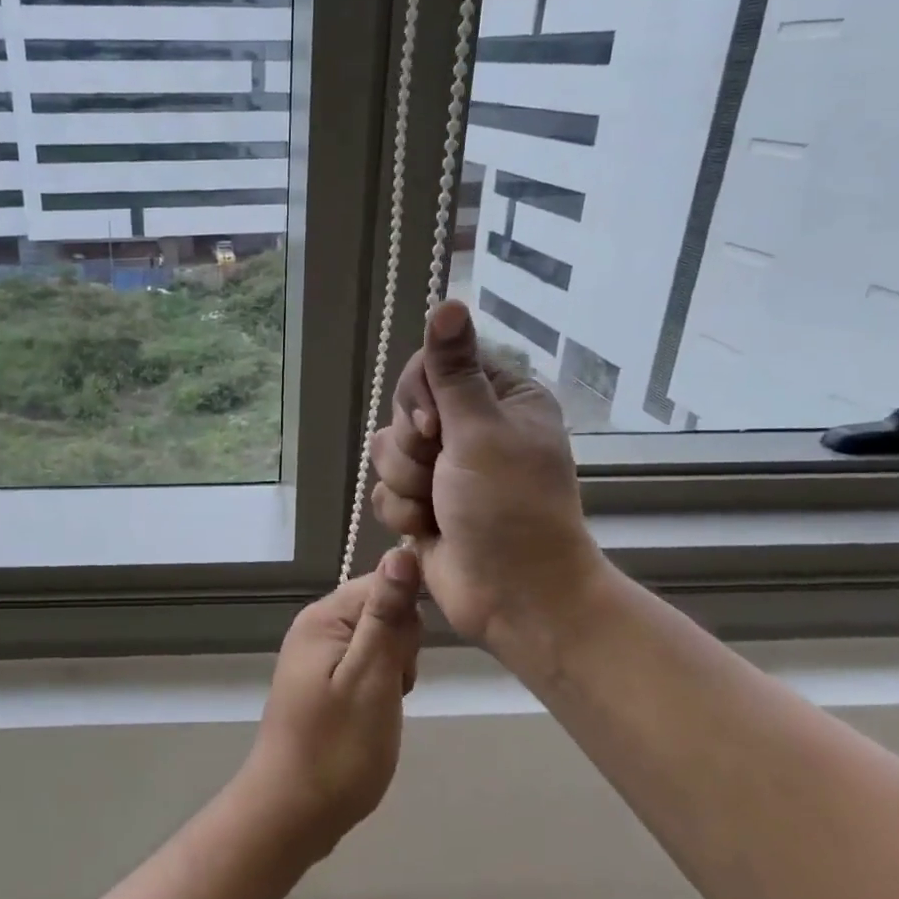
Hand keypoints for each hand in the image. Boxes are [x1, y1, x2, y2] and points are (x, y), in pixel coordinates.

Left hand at [239, 549, 422, 859]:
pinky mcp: (321, 683)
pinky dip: (379, 688)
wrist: (291, 813)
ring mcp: (316, 657)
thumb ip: (387, 615)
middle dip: (400, 648)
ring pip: (378, 642)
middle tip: (391, 691)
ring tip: (382, 708)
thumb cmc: (337, 748)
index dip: (407, 618)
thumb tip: (401, 551)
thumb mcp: (371, 677)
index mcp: (323, 617)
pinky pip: (364, 666)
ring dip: (393, 671)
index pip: (384, 582)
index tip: (404, 661)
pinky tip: (374, 716)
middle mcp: (315, 627)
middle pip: (382, 610)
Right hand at [369, 300, 607, 664]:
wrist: (513, 597)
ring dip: (407, 483)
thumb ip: (454, 371)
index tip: (435, 426)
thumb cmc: (510, 509)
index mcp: (499, 398)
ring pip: (387, 452)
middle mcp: (470, 427)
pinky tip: (429, 530)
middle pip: (403, 409)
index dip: (420, 395)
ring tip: (438, 508)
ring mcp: (444, 467)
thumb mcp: (481, 432)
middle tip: (442, 472)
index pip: (433, 364)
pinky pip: (385, 490)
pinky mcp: (422, 502)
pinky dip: (403, 512)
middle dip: (414, 448)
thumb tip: (448, 302)